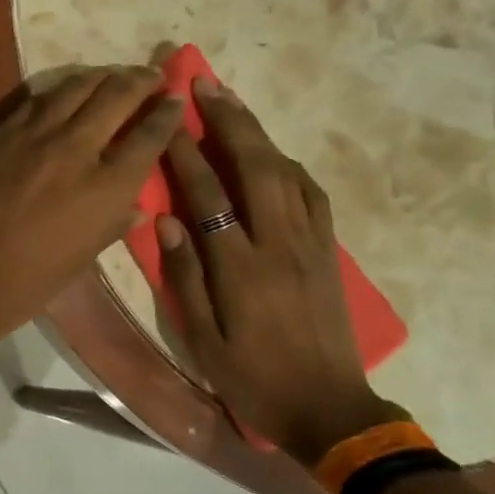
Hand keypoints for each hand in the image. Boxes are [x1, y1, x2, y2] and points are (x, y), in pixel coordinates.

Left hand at [0, 67, 184, 354]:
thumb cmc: (24, 284)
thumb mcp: (80, 261)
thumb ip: (110, 226)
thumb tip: (133, 206)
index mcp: (106, 187)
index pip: (149, 136)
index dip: (168, 113)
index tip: (177, 99)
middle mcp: (75, 148)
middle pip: (116, 95)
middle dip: (141, 79)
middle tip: (153, 74)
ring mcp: (33, 135)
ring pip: (75, 87)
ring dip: (101, 76)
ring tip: (113, 74)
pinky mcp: (0, 132)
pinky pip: (38, 101)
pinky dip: (60, 93)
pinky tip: (65, 94)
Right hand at [157, 76, 399, 466]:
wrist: (329, 409)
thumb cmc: (252, 378)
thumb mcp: (202, 339)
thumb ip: (184, 276)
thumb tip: (166, 219)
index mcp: (241, 269)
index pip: (208, 197)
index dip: (185, 155)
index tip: (166, 121)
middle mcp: (279, 245)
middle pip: (256, 167)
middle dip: (229, 122)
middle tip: (205, 84)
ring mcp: (310, 245)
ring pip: (286, 173)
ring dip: (259, 134)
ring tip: (233, 106)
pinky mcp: (328, 252)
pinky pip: (311, 194)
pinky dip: (288, 164)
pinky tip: (272, 154)